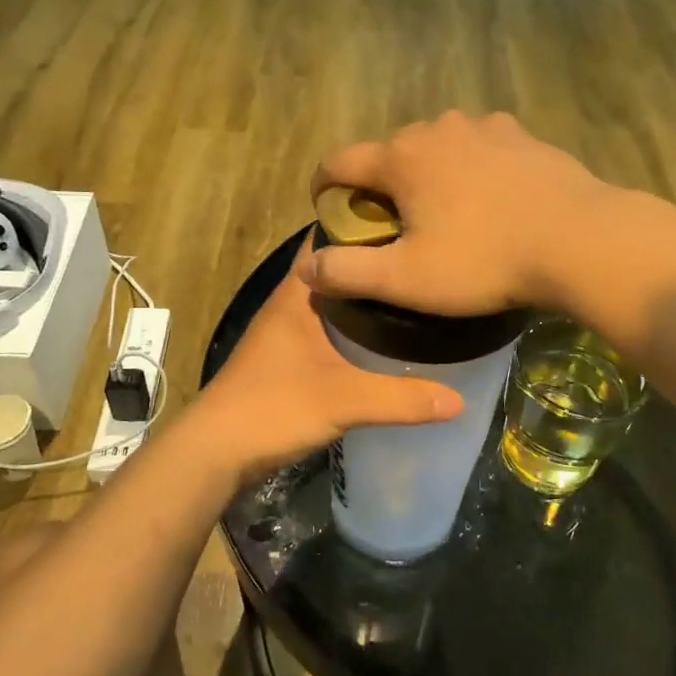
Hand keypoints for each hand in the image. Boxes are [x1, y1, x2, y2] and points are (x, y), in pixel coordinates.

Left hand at [190, 247, 463, 479]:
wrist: (215, 453)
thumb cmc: (273, 409)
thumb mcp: (344, 401)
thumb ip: (401, 399)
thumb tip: (459, 400)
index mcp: (297, 294)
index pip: (330, 239)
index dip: (366, 225)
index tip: (411, 222)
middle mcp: (290, 305)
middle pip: (338, 271)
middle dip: (376, 265)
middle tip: (426, 262)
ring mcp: (287, 334)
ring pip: (334, 304)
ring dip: (367, 300)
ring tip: (416, 297)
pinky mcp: (288, 361)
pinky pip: (330, 333)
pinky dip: (356, 330)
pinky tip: (387, 343)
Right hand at [298, 111, 612, 315]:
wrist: (580, 241)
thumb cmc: (484, 261)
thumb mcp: (407, 279)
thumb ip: (348, 272)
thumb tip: (305, 265)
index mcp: (402, 157)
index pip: (339, 161)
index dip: (322, 187)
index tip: (326, 211)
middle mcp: (438, 128)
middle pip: (390, 154)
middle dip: (381, 186)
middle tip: (393, 228)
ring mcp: (486, 127)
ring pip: (438, 148)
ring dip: (429, 175)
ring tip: (445, 214)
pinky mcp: (524, 137)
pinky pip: (480, 149)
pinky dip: (472, 170)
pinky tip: (491, 201)